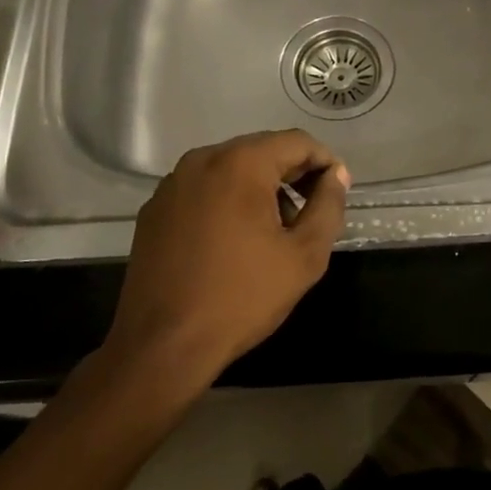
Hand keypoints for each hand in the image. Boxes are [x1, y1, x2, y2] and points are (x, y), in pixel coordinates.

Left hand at [104, 130, 349, 382]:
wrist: (162, 347)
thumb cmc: (242, 297)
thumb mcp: (304, 255)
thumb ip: (328, 206)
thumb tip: (337, 175)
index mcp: (241, 163)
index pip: (297, 142)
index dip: (324, 163)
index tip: (335, 194)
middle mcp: (202, 160)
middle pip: (262, 150)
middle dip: (292, 175)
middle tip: (309, 215)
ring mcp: (172, 184)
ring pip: (231, 168)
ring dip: (260, 188)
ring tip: (273, 232)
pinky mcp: (154, 209)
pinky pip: (203, 189)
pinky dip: (226, 201)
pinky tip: (233, 242)